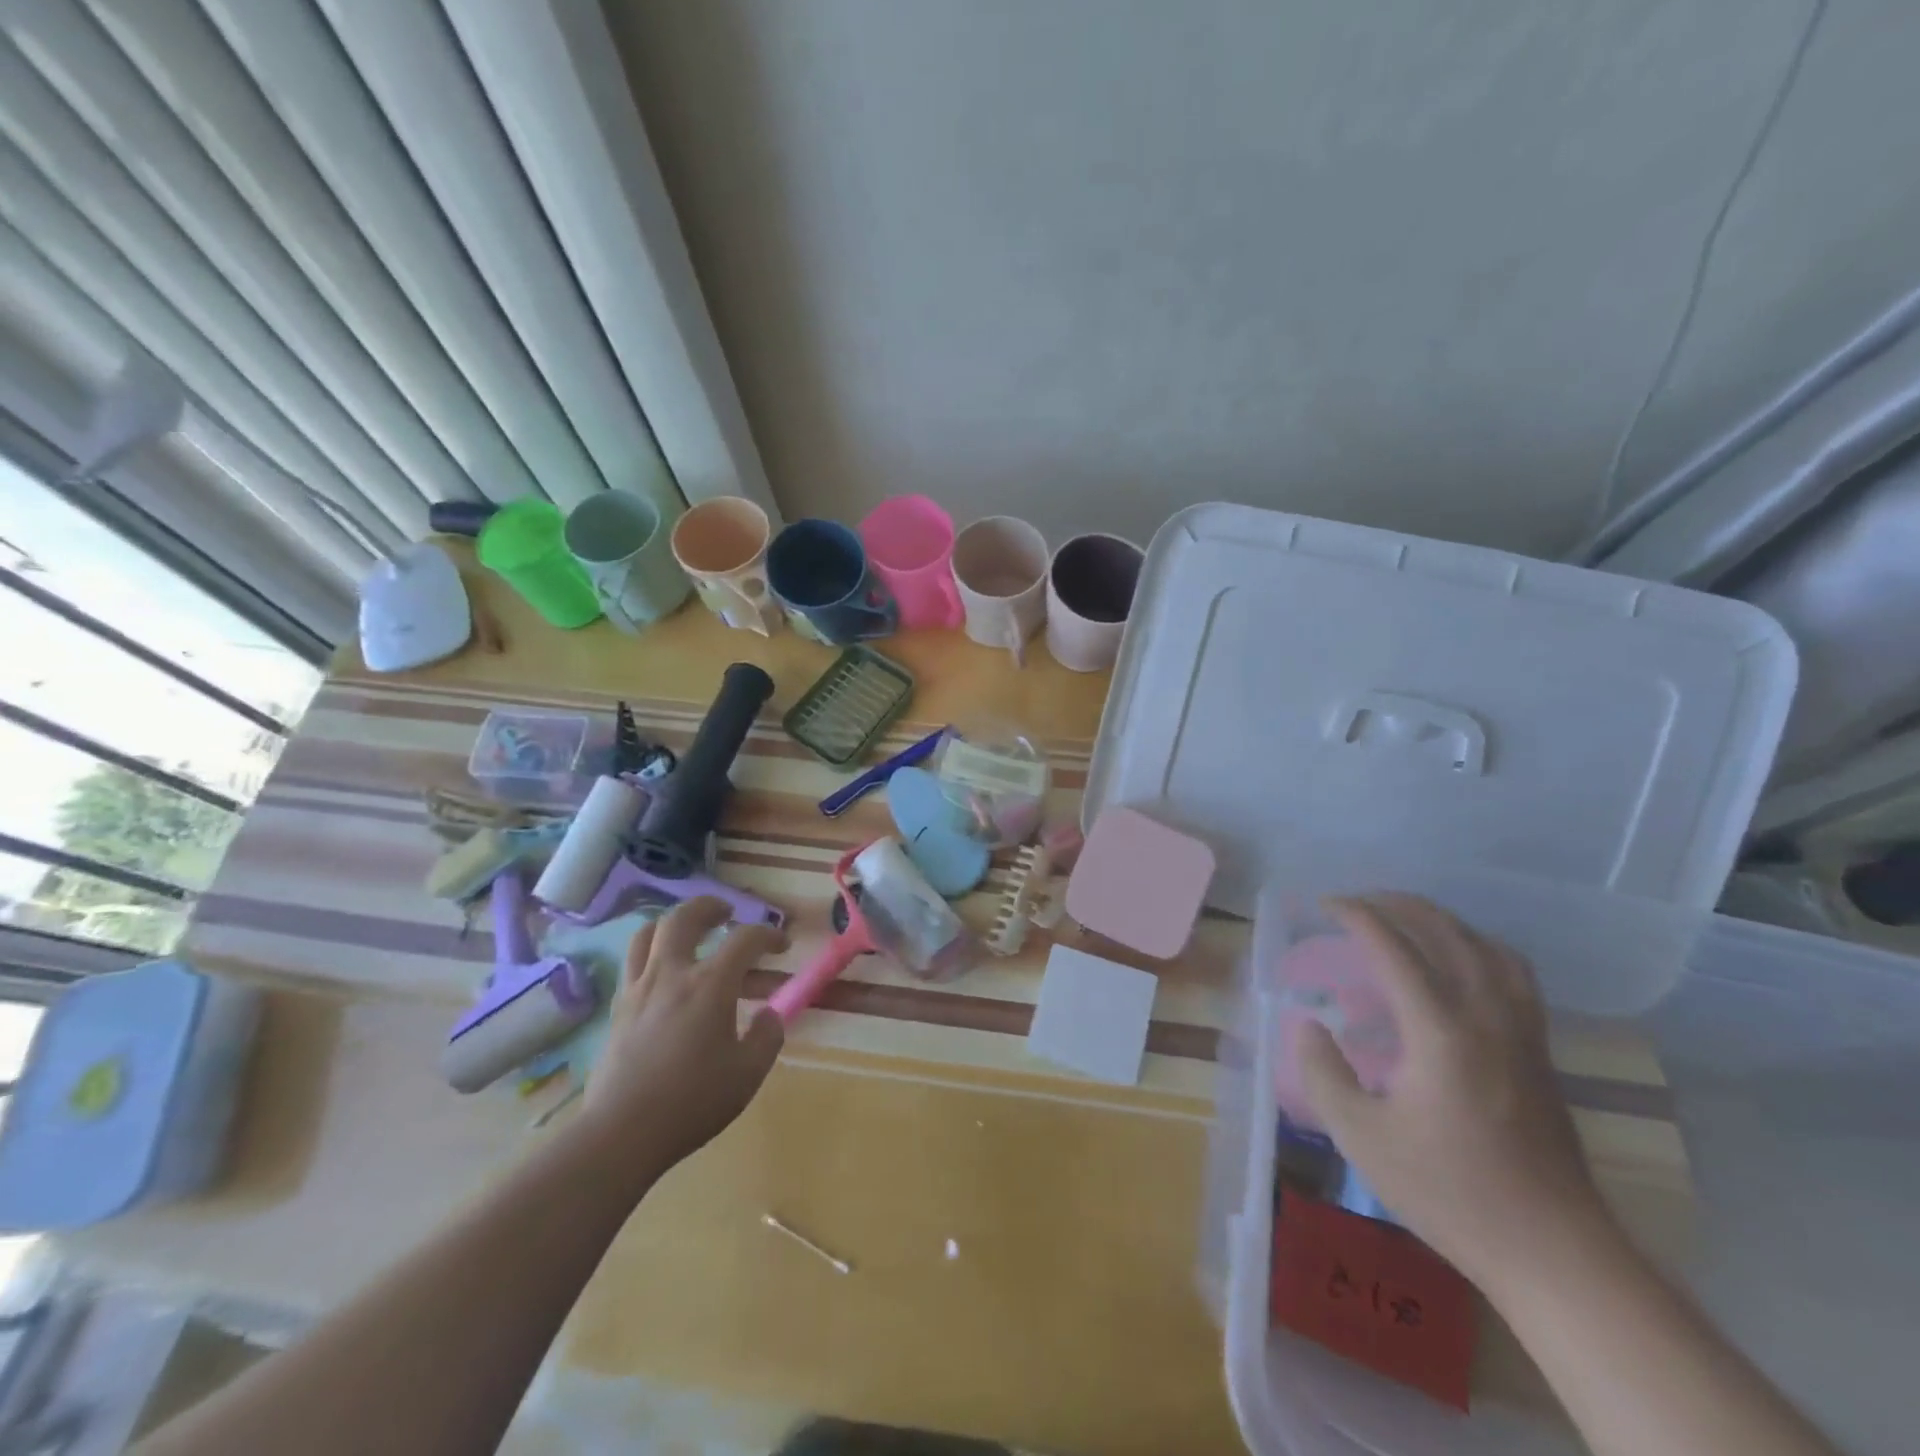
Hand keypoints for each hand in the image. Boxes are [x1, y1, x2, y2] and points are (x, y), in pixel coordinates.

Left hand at [580, 897, 786, 1176]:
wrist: (621, 1133)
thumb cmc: (692, 1102)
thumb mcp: (748, 1074)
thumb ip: (767, 1036)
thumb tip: (768, 1014)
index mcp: (710, 985)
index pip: (745, 939)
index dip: (769, 935)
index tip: (782, 945)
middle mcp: (671, 974)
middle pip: (685, 917)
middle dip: (710, 907)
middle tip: (726, 912)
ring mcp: (638, 989)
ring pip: (648, 932)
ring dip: (672, 923)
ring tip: (688, 932)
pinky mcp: (617, 1009)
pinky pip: (632, 962)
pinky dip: (650, 952)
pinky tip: (663, 973)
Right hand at [1296, 894, 1615, 1288]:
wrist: (1554, 1251)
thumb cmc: (1450, 1192)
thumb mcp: (1361, 1137)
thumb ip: (1324, 1072)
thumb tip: (1308, 1024)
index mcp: (1440, 1030)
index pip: (1394, 947)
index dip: (1357, 916)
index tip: (1325, 905)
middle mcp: (1486, 1015)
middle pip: (1445, 932)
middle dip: (1397, 905)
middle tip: (1358, 902)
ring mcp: (1522, 1031)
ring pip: (1486, 946)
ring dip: (1441, 920)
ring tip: (1405, 920)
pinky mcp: (1541, 1051)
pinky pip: (1512, 972)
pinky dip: (1479, 946)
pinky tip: (1462, 963)